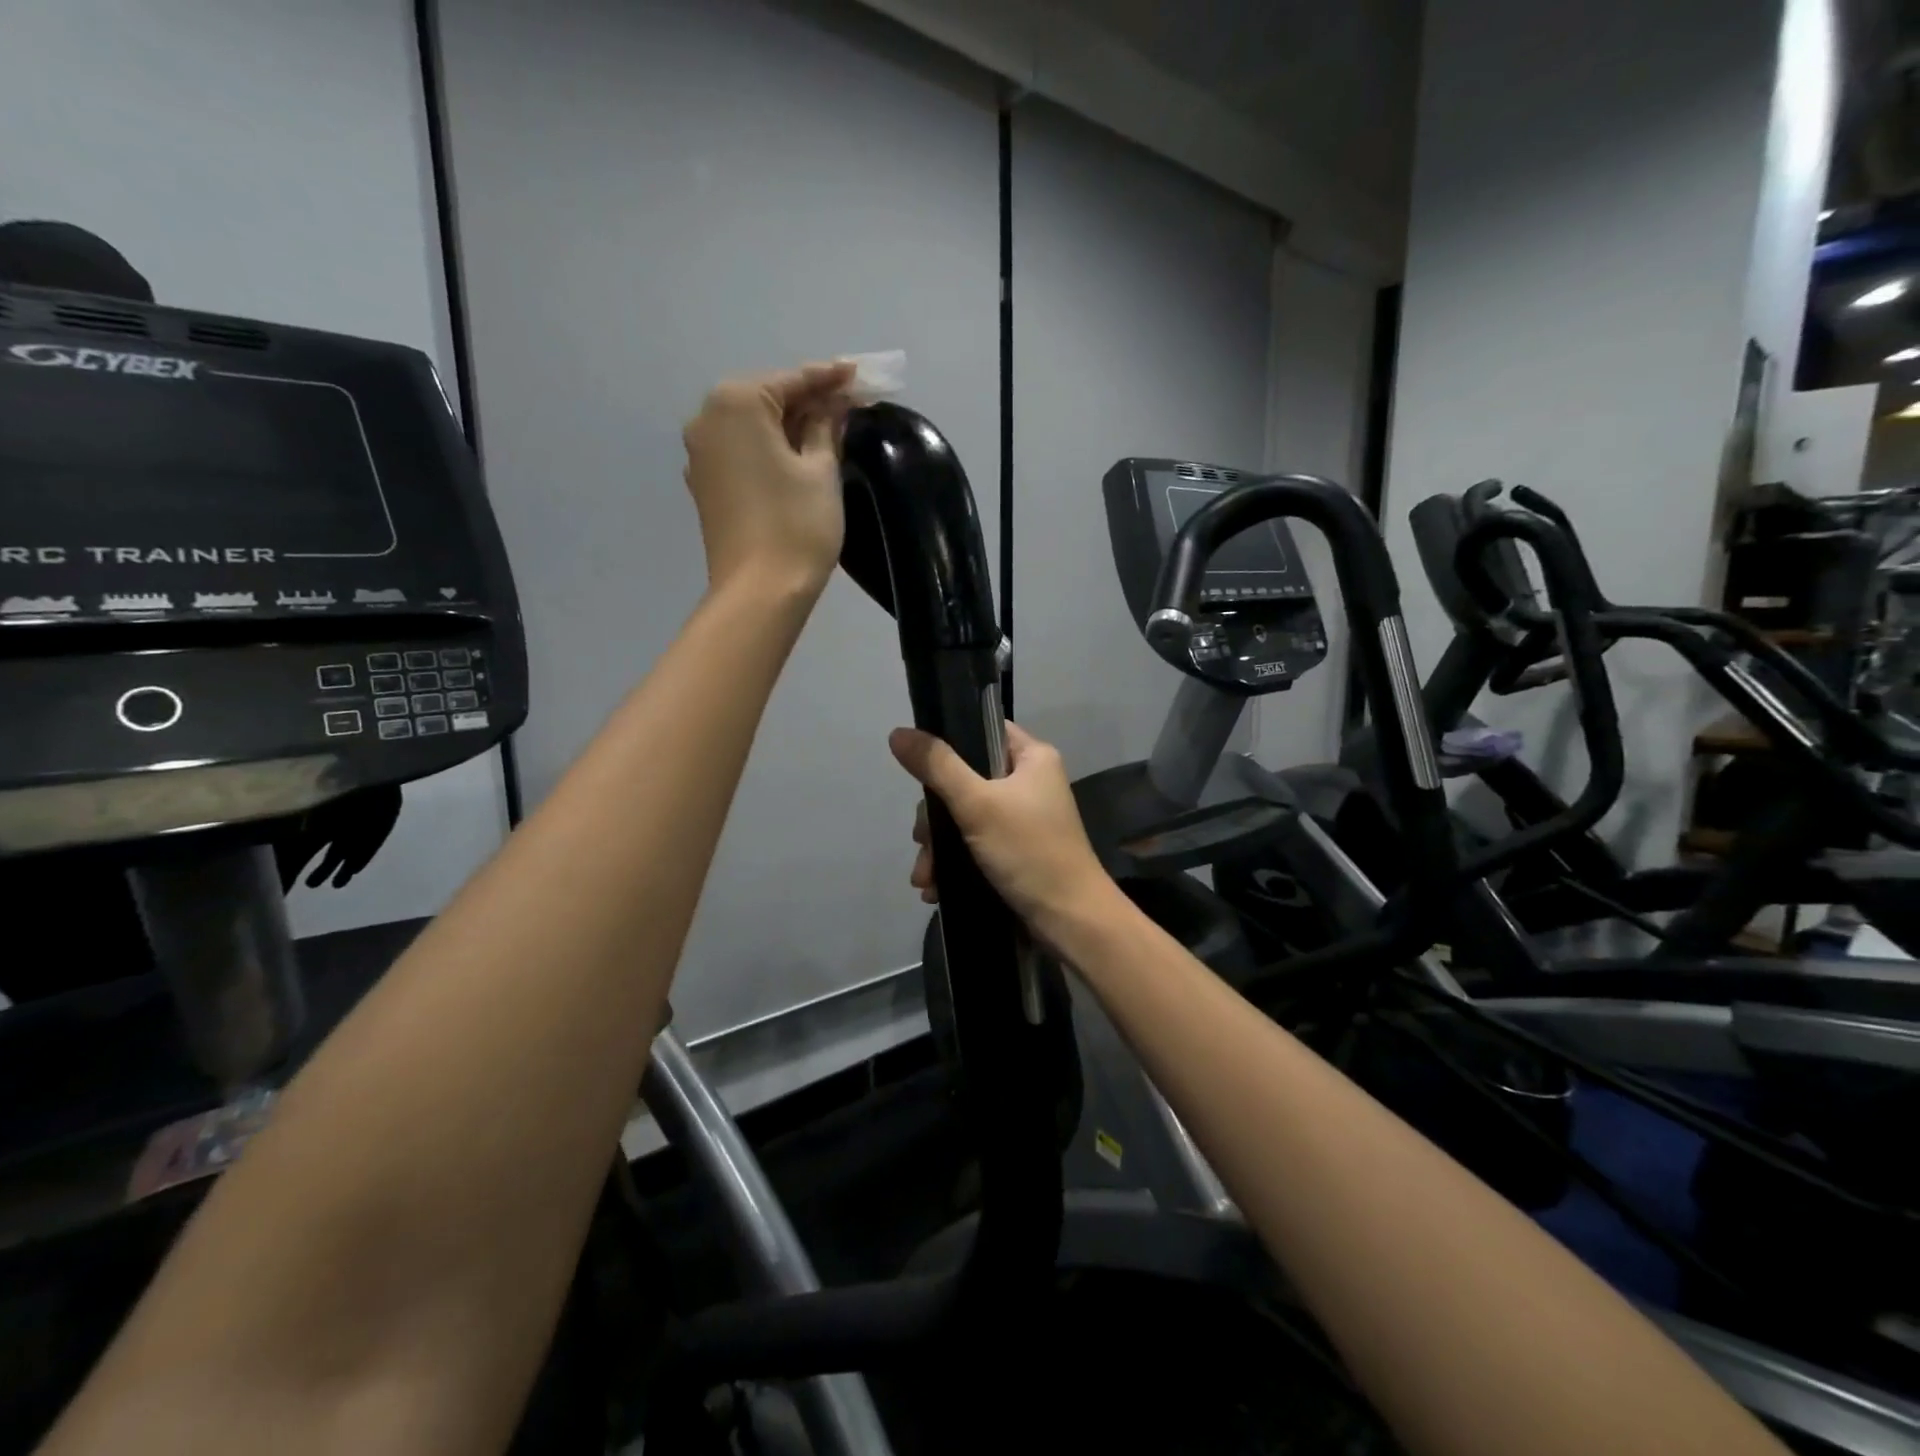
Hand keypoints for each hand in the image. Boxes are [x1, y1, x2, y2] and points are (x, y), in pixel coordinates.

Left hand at [682, 361, 855, 593]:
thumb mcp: (821, 471)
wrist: (759, 591)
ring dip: (788, 426)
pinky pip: (741, 452)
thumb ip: (825, 429)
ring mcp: (700, 454)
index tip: (859, 374)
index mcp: (736, 403)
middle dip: (807, 402)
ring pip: (752, 427)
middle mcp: (707, 419)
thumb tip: (831, 407)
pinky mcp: (705, 485)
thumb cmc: (797, 525)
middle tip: (847, 403)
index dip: (830, 379)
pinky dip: (768, 449)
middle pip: (768, 400)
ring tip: (826, 430)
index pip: (793, 380)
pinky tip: (795, 457)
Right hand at [889, 720, 1112, 937]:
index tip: (921, 769)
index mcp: (1032, 757)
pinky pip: (973, 844)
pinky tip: (934, 887)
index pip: (982, 730)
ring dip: (938, 847)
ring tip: (924, 877)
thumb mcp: (977, 804)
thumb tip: (898, 733)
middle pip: (964, 780)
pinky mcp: (1015, 851)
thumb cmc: (1029, 851)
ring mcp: (1022, 819)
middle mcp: (1029, 782)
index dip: (949, 743)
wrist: (1070, 921)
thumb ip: (937, 767)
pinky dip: (953, 863)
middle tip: (922, 842)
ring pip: (964, 817)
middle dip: (935, 818)